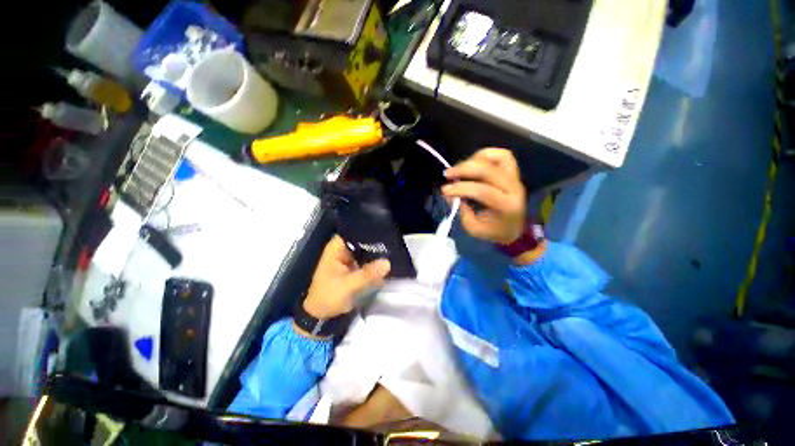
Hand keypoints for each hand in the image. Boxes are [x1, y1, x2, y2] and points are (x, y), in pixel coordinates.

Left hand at [303, 235, 390, 318]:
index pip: (354, 231)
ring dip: (378, 253)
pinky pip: (368, 261)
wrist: (321, 315)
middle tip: (394, 242)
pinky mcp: (355, 267)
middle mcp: (344, 249)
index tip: (385, 230)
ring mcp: (350, 258)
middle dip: (376, 243)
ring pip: (367, 251)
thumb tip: (387, 263)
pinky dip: (376, 262)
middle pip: (363, 240)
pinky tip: (390, 261)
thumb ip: (367, 274)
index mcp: (337, 248)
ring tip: (395, 250)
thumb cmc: (328, 296)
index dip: (368, 229)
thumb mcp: (348, 285)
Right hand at [442, 148, 525, 244]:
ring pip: (499, 157)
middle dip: (464, 169)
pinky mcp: (513, 172)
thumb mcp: (474, 228)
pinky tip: (472, 162)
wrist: (514, 229)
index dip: (461, 188)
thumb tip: (449, 194)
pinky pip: (502, 156)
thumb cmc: (493, 231)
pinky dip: (485, 155)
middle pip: (489, 170)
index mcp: (506, 206)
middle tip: (448, 174)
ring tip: (461, 167)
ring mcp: (515, 178)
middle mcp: (514, 188)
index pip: (482, 191)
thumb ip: (462, 211)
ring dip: (476, 158)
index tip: (444, 190)